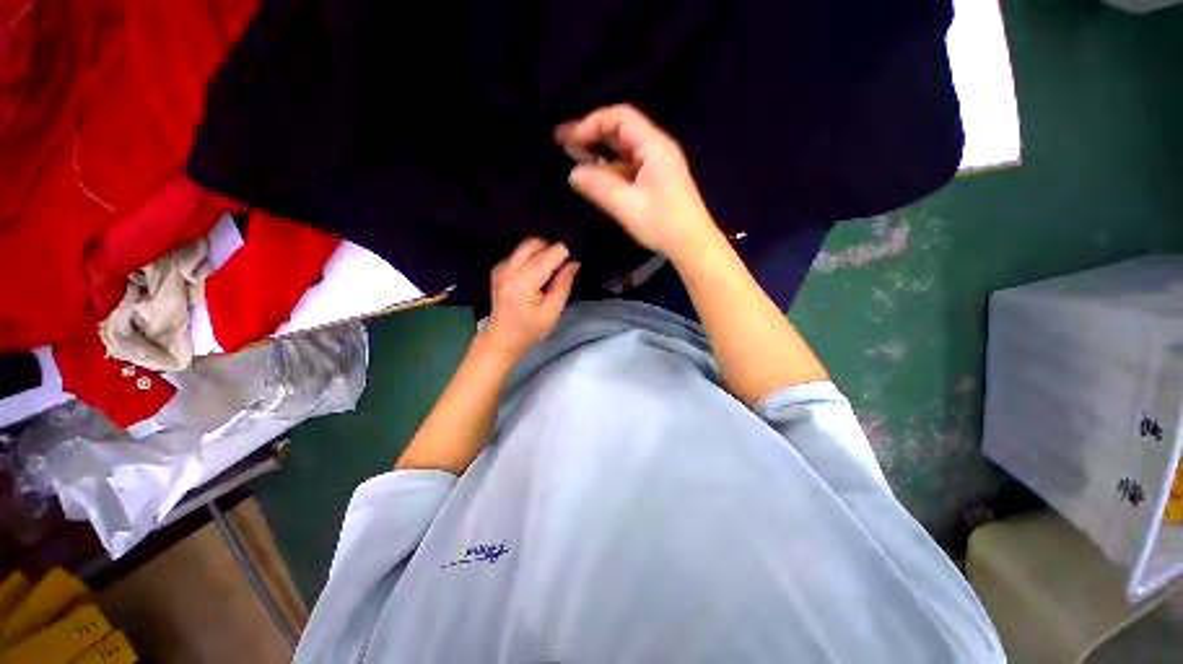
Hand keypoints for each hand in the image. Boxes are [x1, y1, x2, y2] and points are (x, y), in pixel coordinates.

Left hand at [481, 238, 579, 358]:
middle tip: (563, 265)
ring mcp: (501, 267)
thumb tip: (574, 262)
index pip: (550, 254)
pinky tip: (536, 275)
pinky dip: (532, 257)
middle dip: (553, 249)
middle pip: (535, 242)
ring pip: (526, 245)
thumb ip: (563, 285)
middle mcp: (509, 269)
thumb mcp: (552, 312)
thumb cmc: (529, 330)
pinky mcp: (499, 268)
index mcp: (523, 281)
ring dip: (542, 252)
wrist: (501, 338)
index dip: (566, 251)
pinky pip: (519, 253)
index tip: (577, 256)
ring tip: (551, 271)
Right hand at [555, 104, 722, 263]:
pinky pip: (627, 167)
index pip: (620, 117)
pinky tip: (593, 176)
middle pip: (620, 131)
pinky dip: (609, 169)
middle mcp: (656, 148)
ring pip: (622, 150)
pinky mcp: (654, 180)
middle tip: (561, 140)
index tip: (571, 139)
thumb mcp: (628, 207)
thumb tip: (572, 174)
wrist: (693, 245)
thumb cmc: (663, 225)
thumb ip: (599, 188)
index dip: (592, 123)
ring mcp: (656, 165)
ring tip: (571, 156)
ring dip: (598, 152)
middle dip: (590, 134)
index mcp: (654, 146)